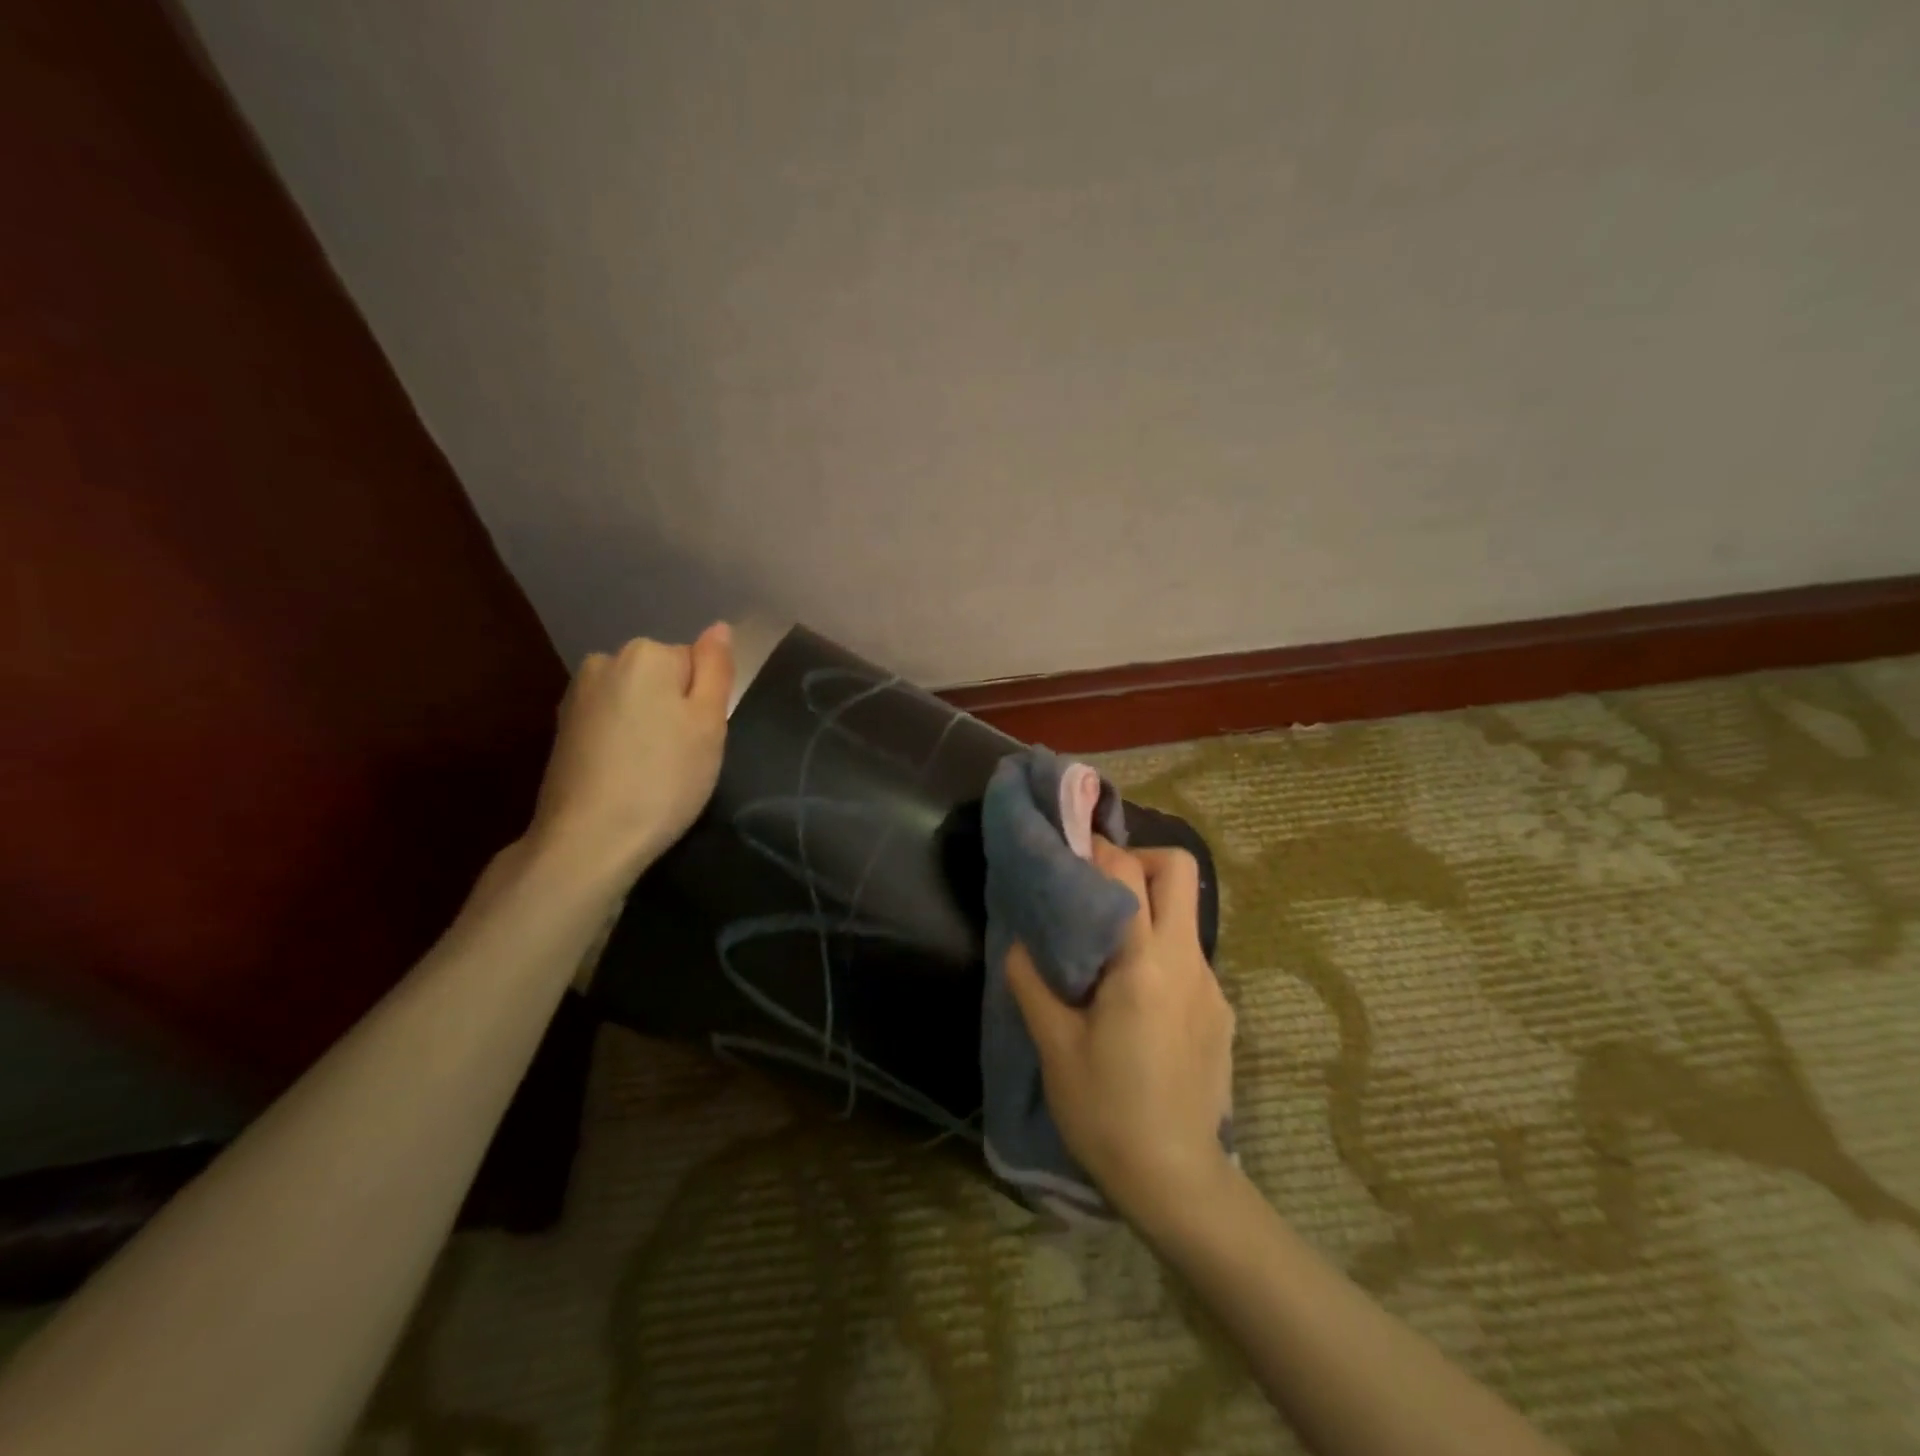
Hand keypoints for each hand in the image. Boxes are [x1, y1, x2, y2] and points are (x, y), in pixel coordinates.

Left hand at [525, 624, 733, 880]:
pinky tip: (624, 775)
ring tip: (652, 771)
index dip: (704, 703)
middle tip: (682, 757)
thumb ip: (716, 670)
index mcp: (647, 654)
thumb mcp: (709, 724)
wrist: (588, 840)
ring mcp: (578, 695)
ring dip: (649, 726)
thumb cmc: (664, 779)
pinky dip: (623, 742)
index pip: (696, 663)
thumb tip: (719, 627)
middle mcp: (605, 661)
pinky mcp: (562, 728)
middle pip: (663, 678)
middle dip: (675, 710)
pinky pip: (612, 722)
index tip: (699, 740)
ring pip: (637, 700)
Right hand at [1004, 839, 1235, 1229]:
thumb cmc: (1106, 1112)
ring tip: (1107, 945)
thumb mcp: (1055, 1047)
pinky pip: (1188, 956)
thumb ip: (1033, 983)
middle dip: (1138, 860)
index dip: (1096, 850)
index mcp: (1144, 963)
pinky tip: (1134, 999)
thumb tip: (1021, 942)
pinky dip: (1159, 950)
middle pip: (1180, 870)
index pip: (1126, 874)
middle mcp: (1187, 961)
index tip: (1069, 849)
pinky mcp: (1220, 1011)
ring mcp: (1211, 985)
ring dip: (1148, 906)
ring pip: (1186, 912)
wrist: (1177, 1181)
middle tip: (1097, 886)